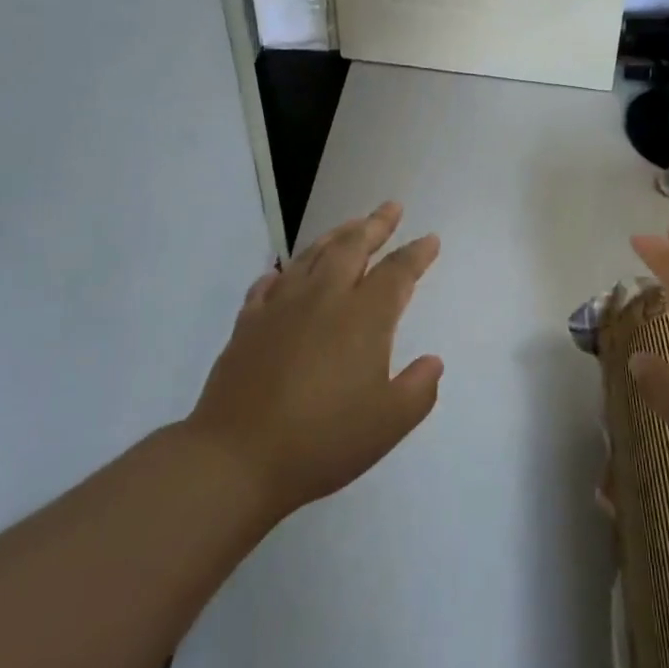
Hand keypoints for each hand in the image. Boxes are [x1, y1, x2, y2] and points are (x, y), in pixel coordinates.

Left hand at [187, 202, 443, 519]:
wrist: (236, 459)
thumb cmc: (322, 442)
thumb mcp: (388, 424)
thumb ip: (419, 389)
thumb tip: (433, 362)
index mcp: (363, 318)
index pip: (397, 272)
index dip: (417, 254)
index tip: (430, 239)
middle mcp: (324, 298)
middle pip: (353, 247)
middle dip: (375, 225)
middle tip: (391, 208)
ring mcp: (281, 307)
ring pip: (312, 256)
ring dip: (336, 236)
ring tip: (350, 225)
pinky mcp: (248, 324)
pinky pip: (269, 284)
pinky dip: (283, 272)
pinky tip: (285, 273)